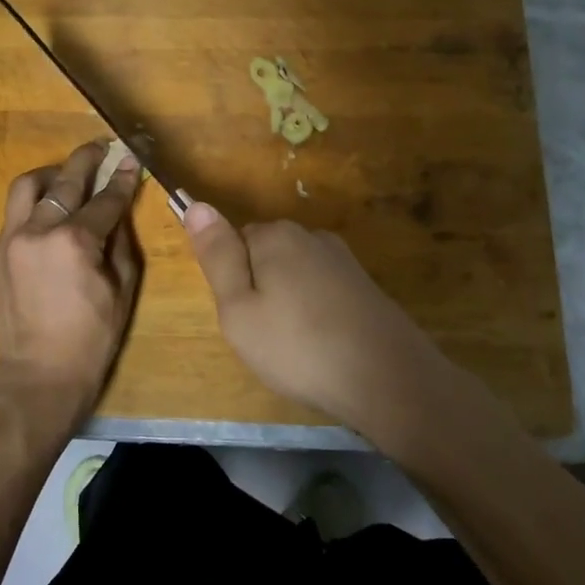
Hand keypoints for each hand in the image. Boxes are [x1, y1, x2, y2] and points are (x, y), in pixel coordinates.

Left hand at [0, 140, 142, 430]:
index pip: (104, 199)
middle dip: (86, 160)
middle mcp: (38, 231)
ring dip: (50, 174)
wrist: (40, 373)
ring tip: (66, 175)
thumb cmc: (93, 336)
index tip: (130, 159)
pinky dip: (33, 206)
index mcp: (75, 241)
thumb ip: (121, 239)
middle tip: (100, 148)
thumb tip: (119, 207)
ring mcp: (10, 241)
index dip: (122, 178)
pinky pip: (14, 216)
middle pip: (64, 181)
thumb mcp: (122, 287)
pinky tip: (48, 214)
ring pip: (26, 188)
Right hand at [182, 205, 465, 434]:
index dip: (233, 282)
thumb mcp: (239, 309)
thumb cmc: (299, 347)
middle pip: (266, 255)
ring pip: (295, 275)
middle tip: (265, 336)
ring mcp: (343, 259)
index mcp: (275, 236)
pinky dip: (316, 313)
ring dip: (289, 303)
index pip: (235, 241)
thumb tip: (196, 205)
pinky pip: (322, 291)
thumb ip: (217, 256)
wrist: (388, 378)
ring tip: (296, 346)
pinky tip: (324, 344)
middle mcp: (311, 236)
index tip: (243, 317)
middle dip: (260, 289)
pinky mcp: (364, 285)